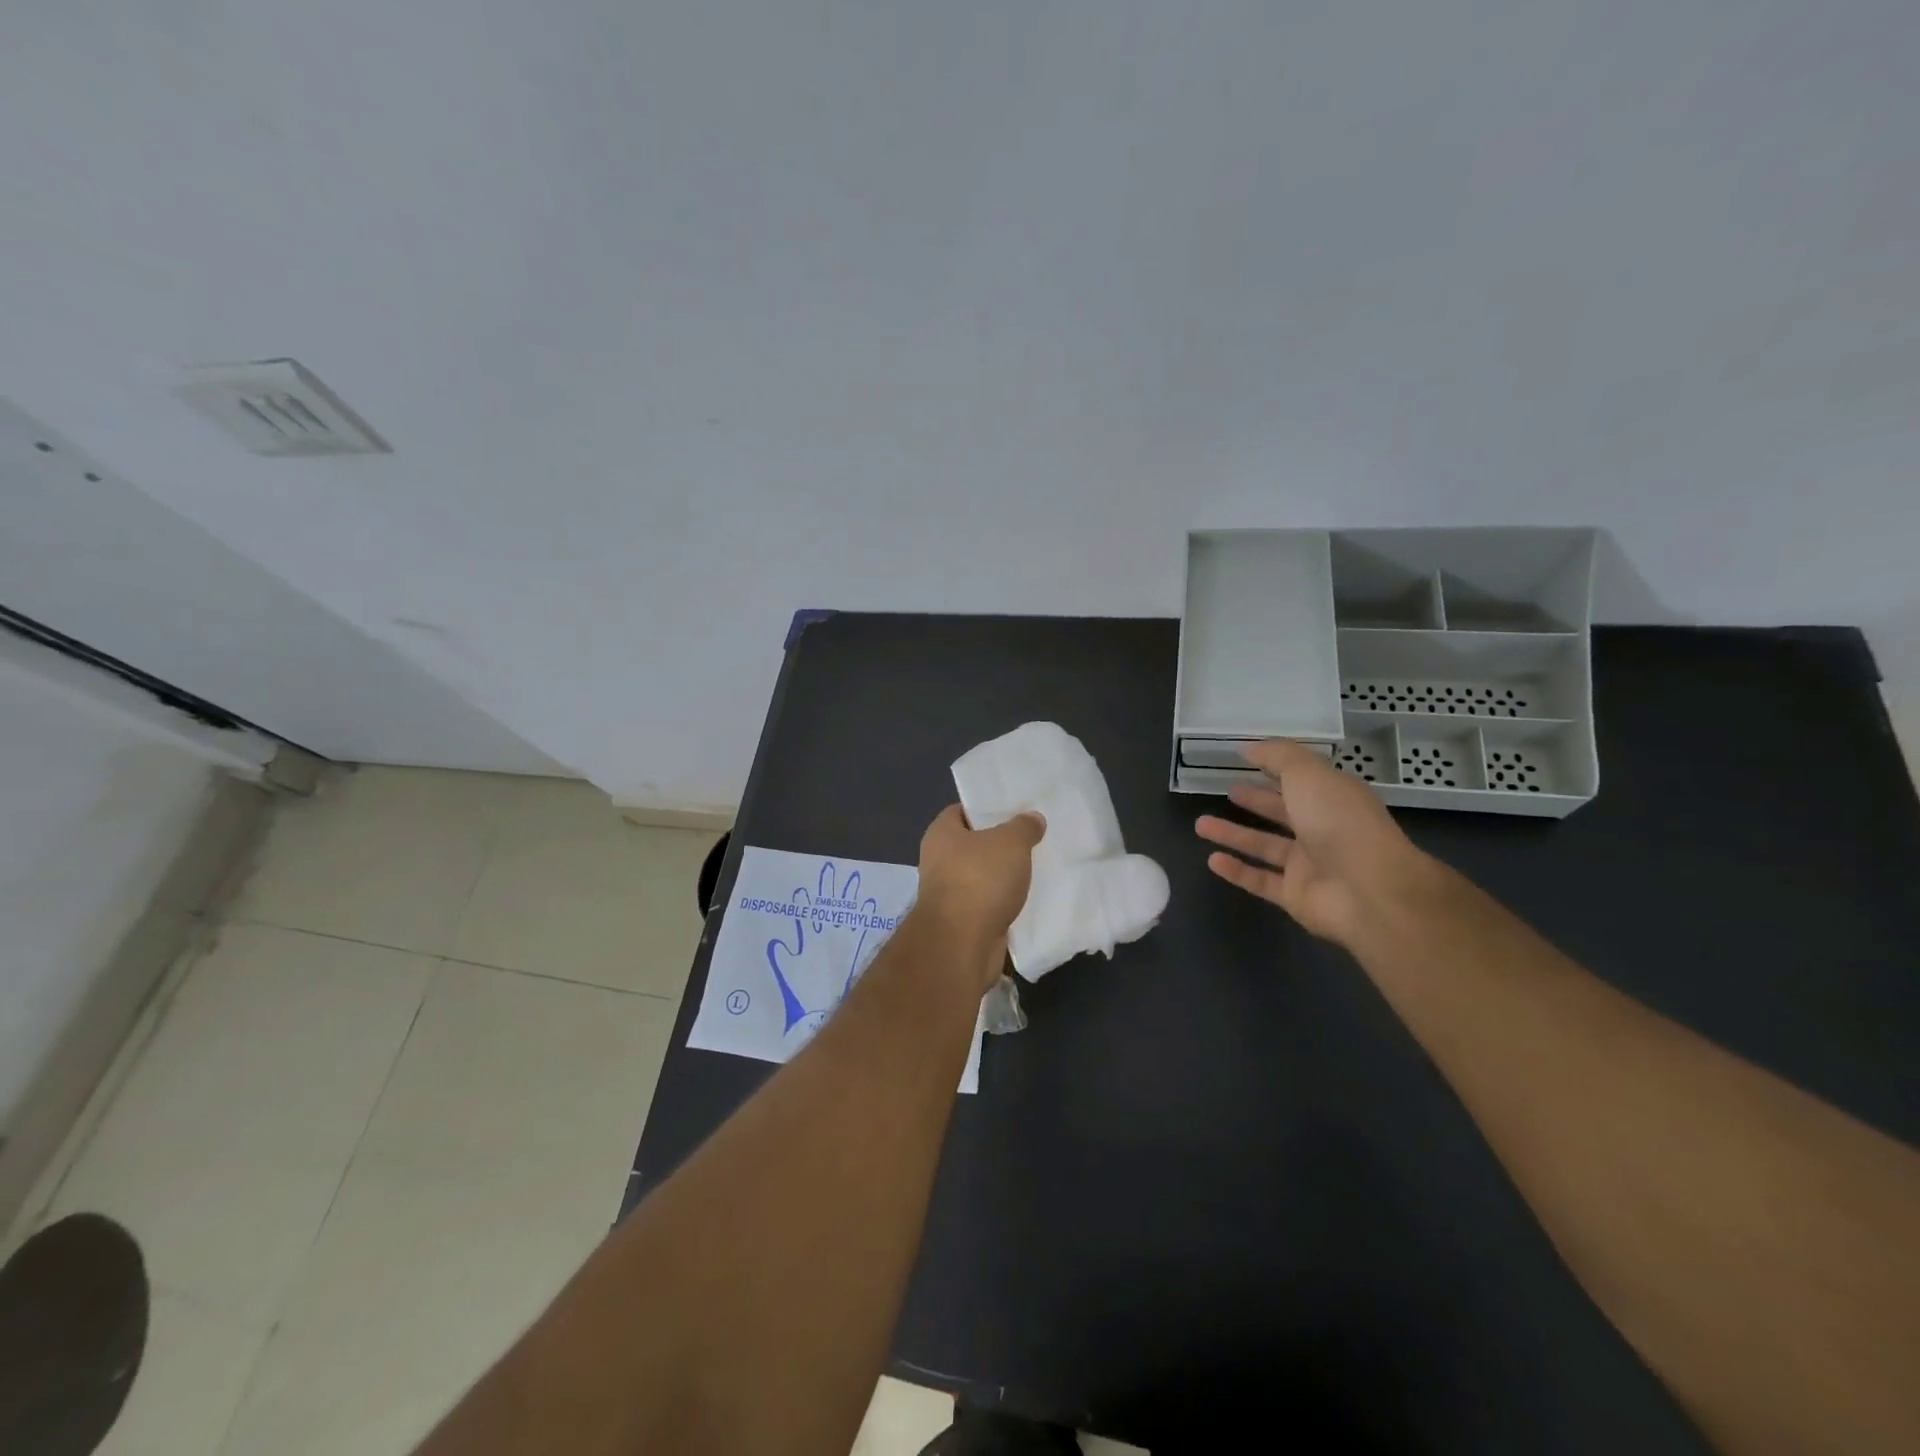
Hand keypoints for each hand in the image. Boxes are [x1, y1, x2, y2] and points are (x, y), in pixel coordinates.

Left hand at [914, 805, 1044, 989]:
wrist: (962, 943)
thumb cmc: (980, 879)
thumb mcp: (1010, 842)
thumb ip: (1023, 827)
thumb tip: (1032, 818)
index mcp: (941, 834)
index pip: (962, 811)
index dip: (987, 808)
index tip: (1015, 810)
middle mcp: (939, 861)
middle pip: (974, 844)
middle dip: (1001, 844)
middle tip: (1032, 838)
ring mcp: (949, 893)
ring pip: (983, 876)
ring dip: (1004, 876)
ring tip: (1037, 867)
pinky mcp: (963, 921)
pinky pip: (988, 903)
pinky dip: (1005, 901)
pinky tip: (1030, 898)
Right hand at [1195, 741, 1433, 947]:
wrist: (1368, 891)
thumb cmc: (1339, 822)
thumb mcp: (1308, 774)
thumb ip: (1278, 756)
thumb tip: (1248, 748)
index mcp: (1332, 797)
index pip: (1300, 779)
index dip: (1275, 767)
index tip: (1244, 759)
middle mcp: (1322, 829)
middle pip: (1282, 812)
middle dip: (1256, 800)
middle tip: (1227, 790)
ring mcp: (1310, 865)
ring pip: (1265, 846)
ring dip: (1233, 835)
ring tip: (1200, 824)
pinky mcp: (1296, 896)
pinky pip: (1260, 881)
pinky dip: (1237, 871)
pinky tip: (1212, 859)